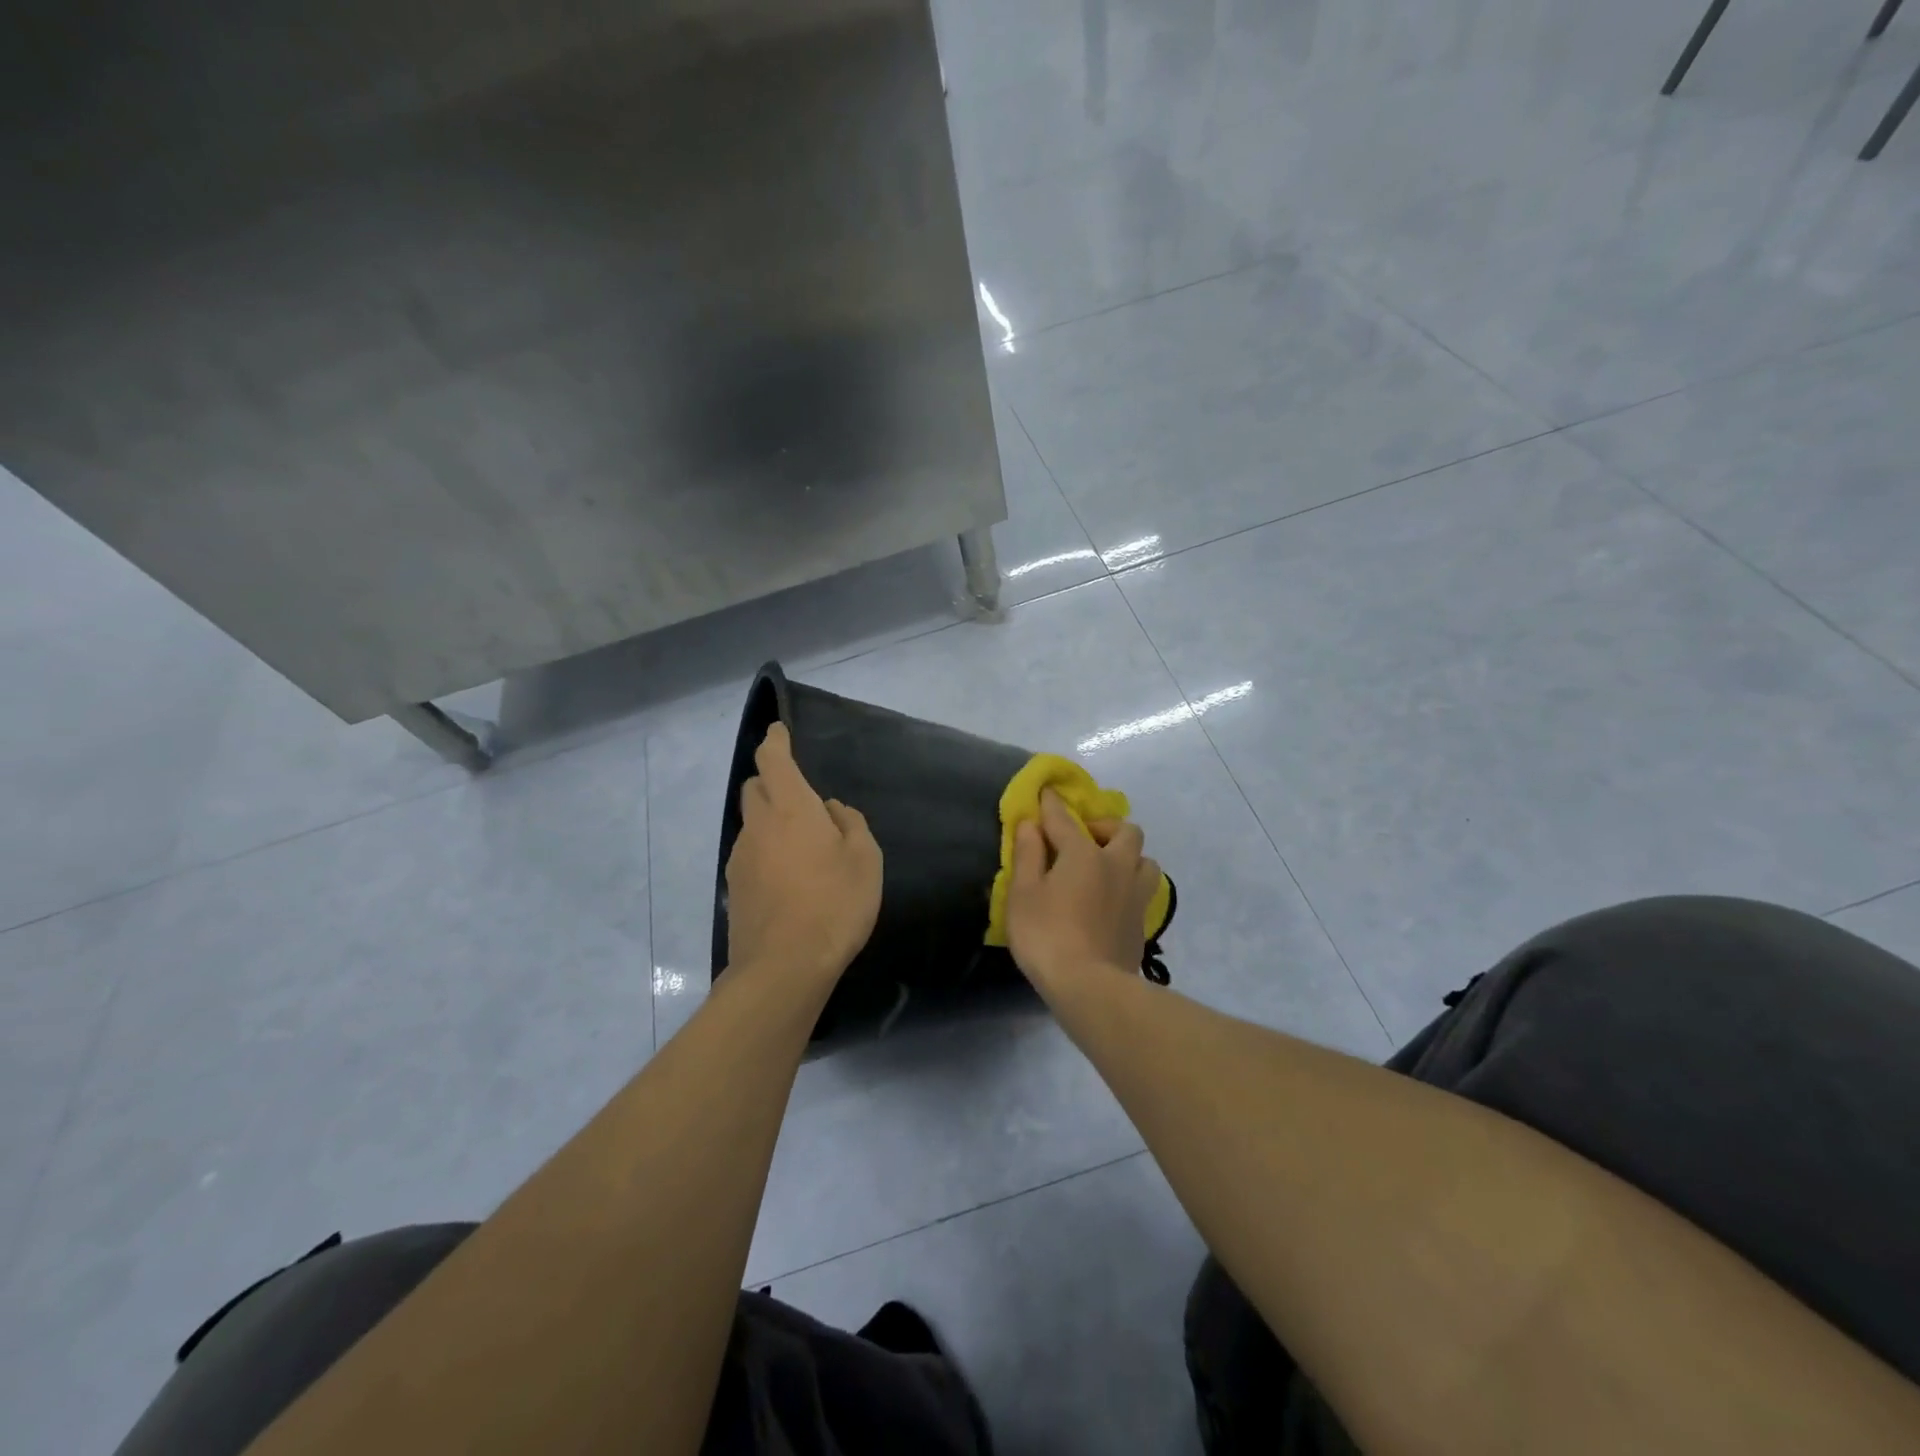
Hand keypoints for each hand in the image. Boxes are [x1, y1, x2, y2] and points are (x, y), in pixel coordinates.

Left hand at [725, 722, 882, 984]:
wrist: (784, 967)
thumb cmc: (835, 903)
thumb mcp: (865, 859)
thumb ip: (851, 824)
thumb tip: (832, 811)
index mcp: (791, 808)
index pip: (773, 760)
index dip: (775, 741)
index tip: (778, 731)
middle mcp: (759, 825)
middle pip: (755, 788)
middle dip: (772, 780)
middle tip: (800, 796)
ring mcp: (741, 858)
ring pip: (752, 823)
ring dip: (770, 821)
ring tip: (801, 846)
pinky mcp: (735, 888)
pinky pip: (750, 854)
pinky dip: (766, 852)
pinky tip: (788, 877)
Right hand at [1006, 789, 1160, 995]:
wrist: (1090, 988)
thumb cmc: (1047, 936)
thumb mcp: (1023, 894)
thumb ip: (1028, 855)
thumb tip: (1030, 824)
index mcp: (1084, 854)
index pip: (1065, 819)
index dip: (1052, 804)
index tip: (1046, 792)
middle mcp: (1116, 866)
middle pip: (1125, 831)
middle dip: (1105, 827)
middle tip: (1084, 839)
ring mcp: (1135, 895)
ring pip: (1145, 860)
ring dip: (1128, 856)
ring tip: (1107, 869)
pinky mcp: (1142, 923)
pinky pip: (1144, 891)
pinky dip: (1130, 886)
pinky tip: (1114, 900)